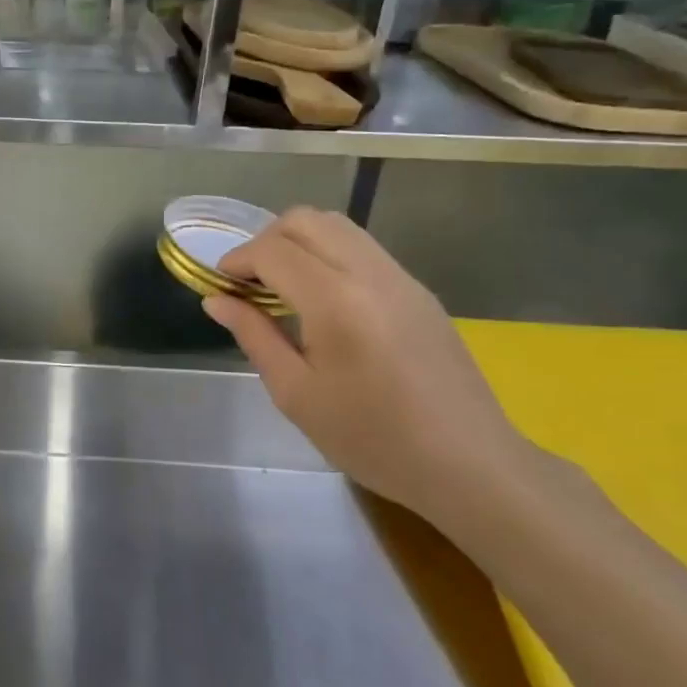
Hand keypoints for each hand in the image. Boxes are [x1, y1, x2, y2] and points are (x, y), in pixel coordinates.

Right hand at [203, 208, 528, 529]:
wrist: (470, 465)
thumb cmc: (372, 438)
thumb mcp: (296, 393)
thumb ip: (253, 335)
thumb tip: (216, 300)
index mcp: (336, 301)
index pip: (273, 250)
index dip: (237, 260)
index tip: (221, 285)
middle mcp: (369, 273)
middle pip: (304, 220)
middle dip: (265, 241)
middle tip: (250, 283)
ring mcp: (400, 277)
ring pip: (336, 225)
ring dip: (298, 241)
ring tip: (282, 286)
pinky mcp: (418, 289)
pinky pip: (362, 247)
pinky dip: (327, 252)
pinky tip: (322, 298)